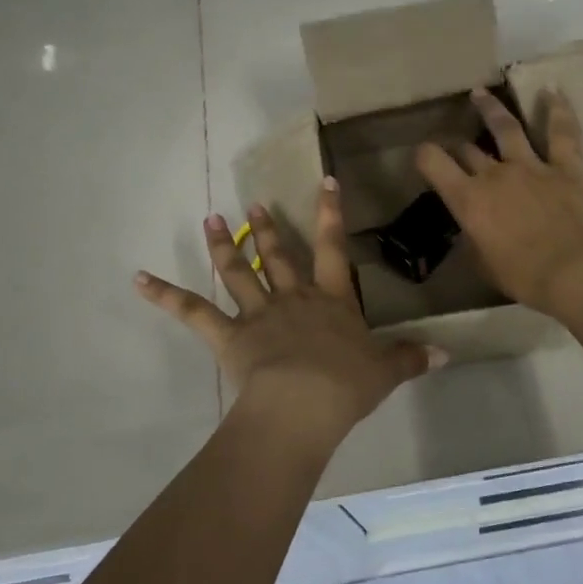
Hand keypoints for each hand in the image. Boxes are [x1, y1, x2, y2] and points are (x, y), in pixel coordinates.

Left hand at [135, 178, 440, 436]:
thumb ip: (410, 358)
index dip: (330, 214)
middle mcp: (293, 298)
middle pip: (280, 256)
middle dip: (270, 227)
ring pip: (238, 272)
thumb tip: (445, 354)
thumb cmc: (347, 385)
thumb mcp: (385, 371)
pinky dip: (164, 295)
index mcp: (332, 302)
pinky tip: (137, 278)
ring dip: (224, 245)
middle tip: (254, 200)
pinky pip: (192, 312)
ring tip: (211, 218)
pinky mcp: (229, 335)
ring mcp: (258, 313)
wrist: (305, 403)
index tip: (323, 181)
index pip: (334, 248)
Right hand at [416, 87, 582, 314]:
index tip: (424, 155)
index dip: (425, 155)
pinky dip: (557, 109)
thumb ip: (472, 238)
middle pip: (468, 150)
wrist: (574, 272)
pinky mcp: (566, 165)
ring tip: (481, 94)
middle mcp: (494, 174)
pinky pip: (561, 132)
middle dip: (459, 146)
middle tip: (458, 147)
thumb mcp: (482, 263)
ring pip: (506, 128)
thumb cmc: (523, 276)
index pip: (434, 163)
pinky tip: (551, 91)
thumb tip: (470, 228)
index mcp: (468, 199)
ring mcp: (532, 165)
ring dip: (491, 109)